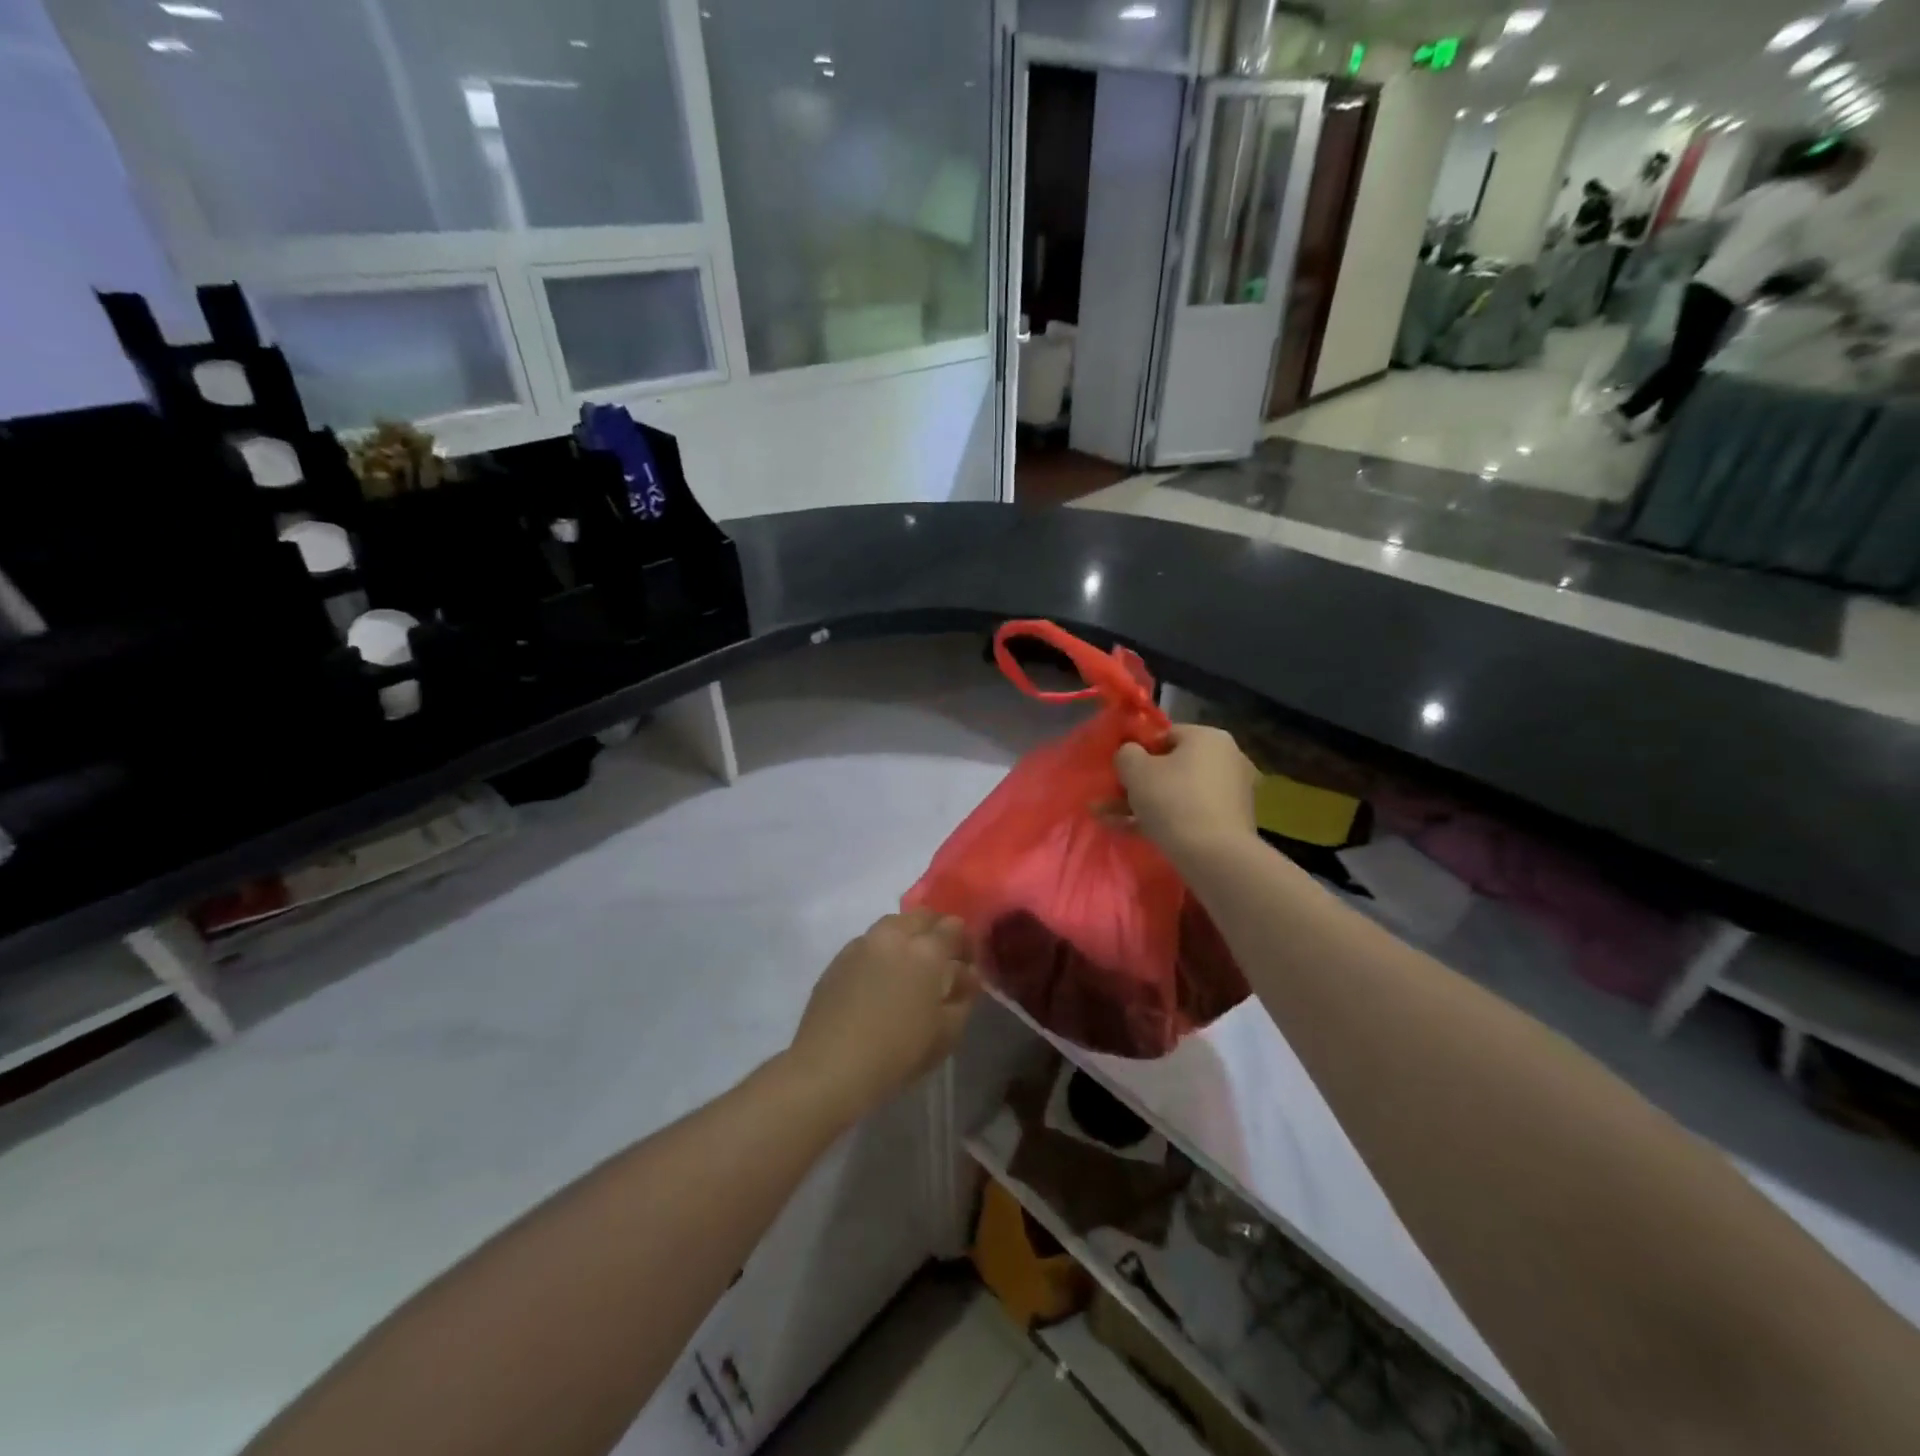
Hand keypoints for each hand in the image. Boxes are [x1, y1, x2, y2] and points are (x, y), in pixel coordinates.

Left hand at [787, 911, 980, 1119]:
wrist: (831, 1067)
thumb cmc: (898, 1053)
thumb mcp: (947, 1033)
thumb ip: (964, 998)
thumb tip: (967, 976)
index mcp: (926, 950)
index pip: (953, 926)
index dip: (965, 941)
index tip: (967, 962)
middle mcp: (894, 936)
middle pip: (921, 917)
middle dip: (935, 931)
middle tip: (939, 961)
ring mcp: (862, 944)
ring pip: (892, 925)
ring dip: (906, 937)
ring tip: (908, 967)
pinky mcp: (838, 959)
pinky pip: (868, 943)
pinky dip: (881, 951)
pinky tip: (879, 980)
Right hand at [1115, 724, 1258, 865]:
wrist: (1214, 856)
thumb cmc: (1173, 800)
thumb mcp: (1135, 770)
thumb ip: (1126, 754)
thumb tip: (1130, 755)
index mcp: (1208, 737)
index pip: (1165, 735)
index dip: (1137, 752)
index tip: (1120, 772)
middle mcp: (1226, 759)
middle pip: (1171, 766)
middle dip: (1138, 783)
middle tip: (1111, 798)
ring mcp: (1231, 792)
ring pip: (1177, 793)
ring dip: (1144, 804)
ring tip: (1111, 819)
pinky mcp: (1230, 822)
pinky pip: (1189, 813)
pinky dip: (1163, 820)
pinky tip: (1132, 832)